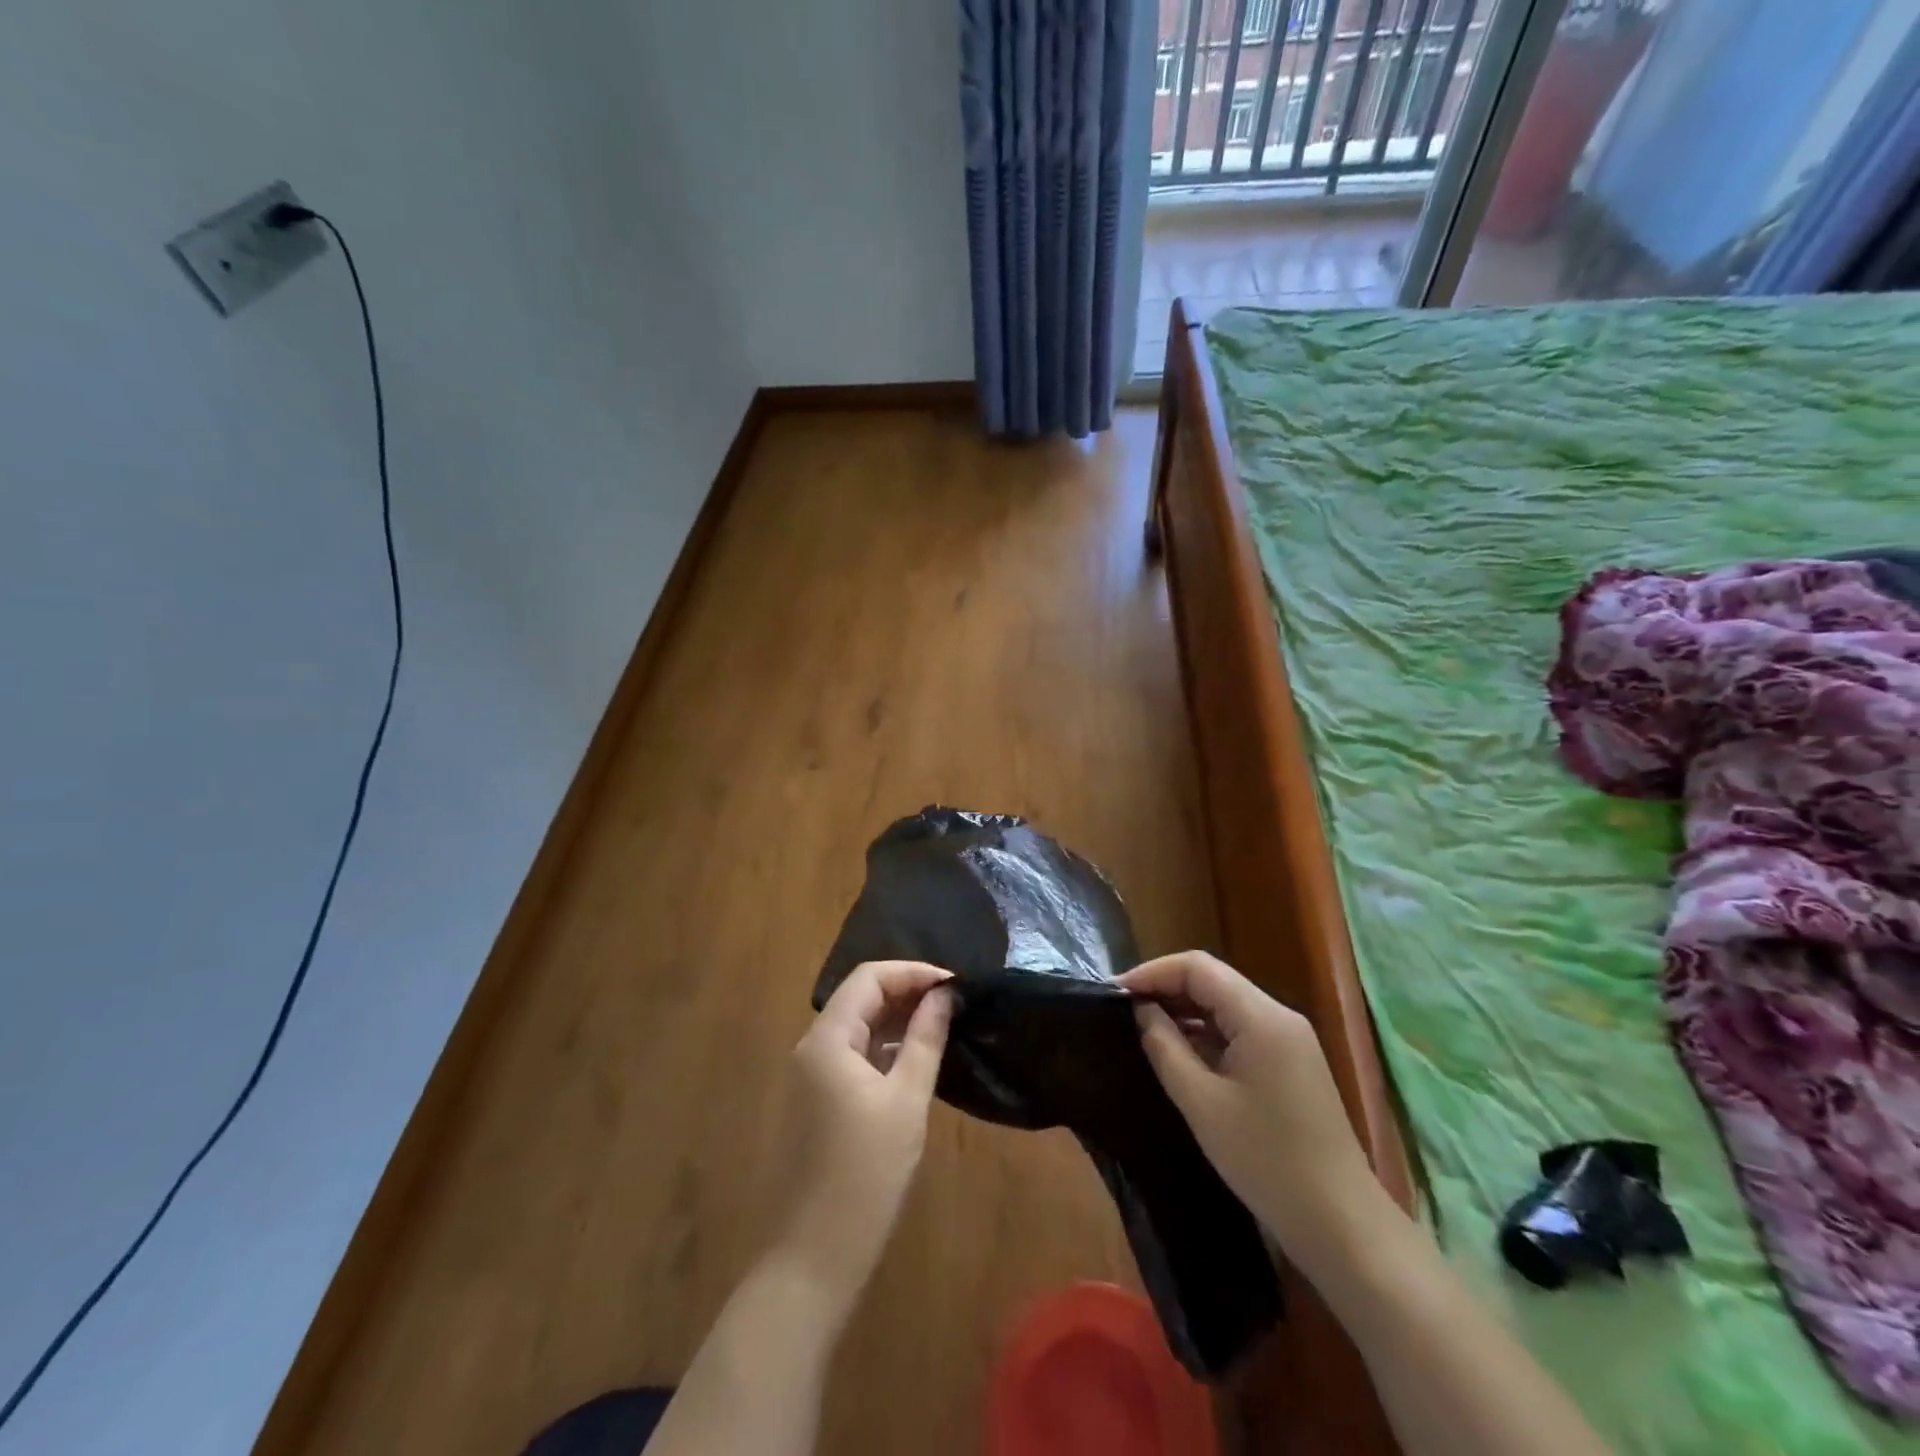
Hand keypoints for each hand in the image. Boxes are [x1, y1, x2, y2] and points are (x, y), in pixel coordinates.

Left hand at [775, 961, 954, 1305]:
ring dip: (897, 1018)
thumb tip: (945, 994)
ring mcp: (811, 1075)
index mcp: (827, 1039)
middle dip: (907, 991)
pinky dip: (884, 1046)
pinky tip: (916, 1057)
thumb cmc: (866, 1175)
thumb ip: (925, 1039)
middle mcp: (812, 1047)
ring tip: (943, 1023)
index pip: (869, 977)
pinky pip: (853, 1054)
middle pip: (861, 997)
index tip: (954, 984)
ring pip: (858, 1026)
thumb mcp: (907, 1101)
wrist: (813, 1257)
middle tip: (954, 1002)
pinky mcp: (817, 1100)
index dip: (912, 972)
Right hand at [1118, 951, 1385, 1277]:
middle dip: (1166, 988)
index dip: (1153, 972)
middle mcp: (1279, 1016)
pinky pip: (1240, 1029)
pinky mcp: (1291, 1063)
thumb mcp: (1201, 1103)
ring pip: (1226, 1004)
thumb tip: (1142, 1011)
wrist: (1341, 1224)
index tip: (1116, 993)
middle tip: (1124, 1010)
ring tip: (1143, 1028)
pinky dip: (1207, 1032)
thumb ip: (1165, 1047)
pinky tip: (1181, 1052)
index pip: (1198, 967)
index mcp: (1261, 1017)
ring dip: (1185, 1010)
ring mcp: (1290, 1039)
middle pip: (1213, 980)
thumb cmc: (1266, 1161)